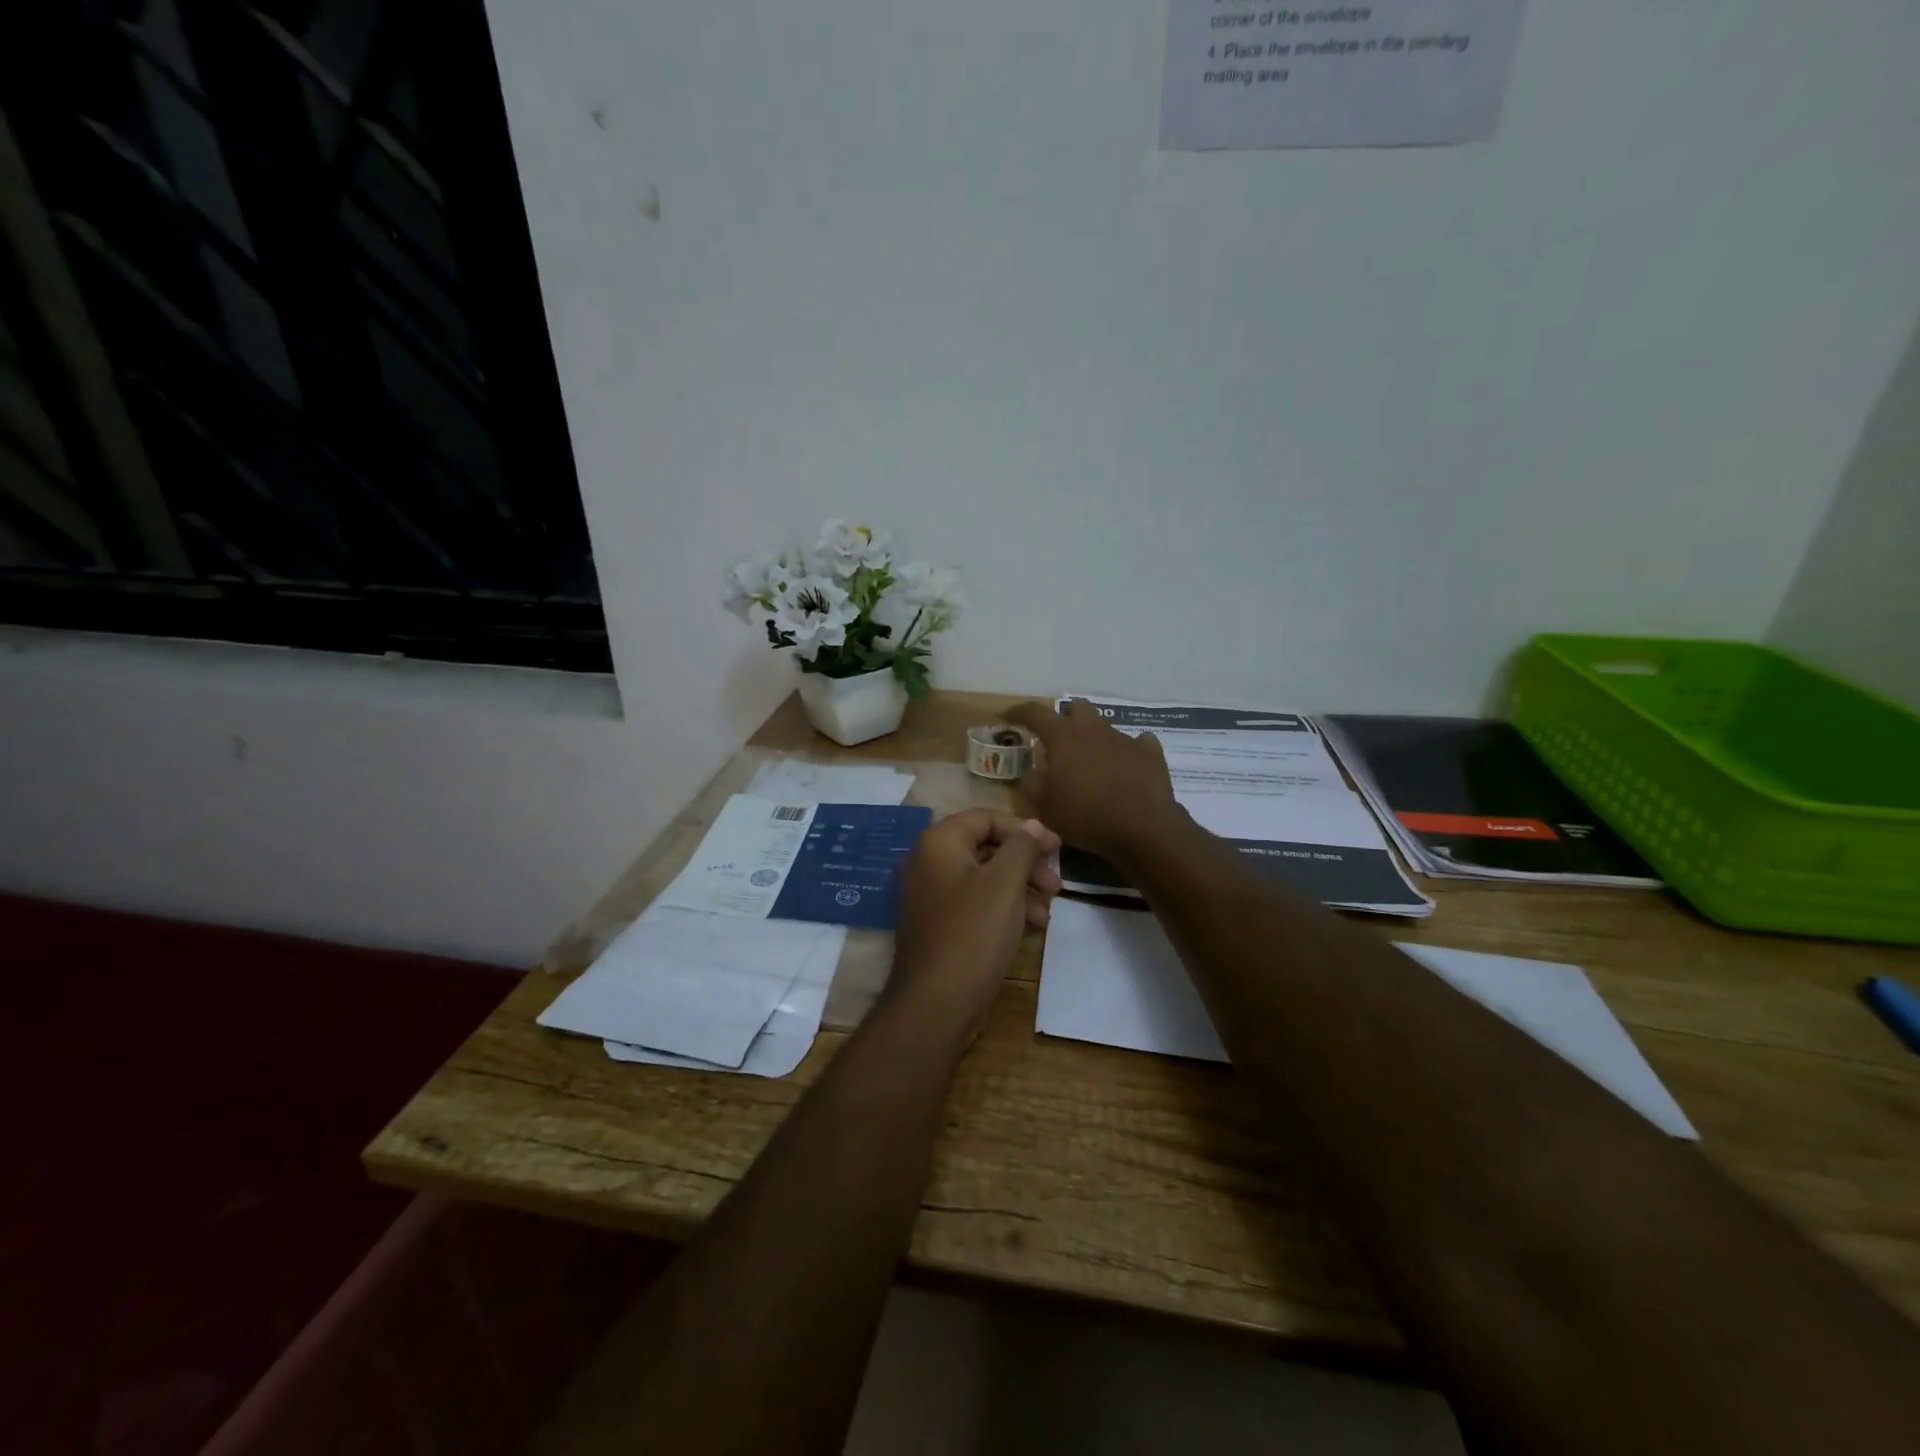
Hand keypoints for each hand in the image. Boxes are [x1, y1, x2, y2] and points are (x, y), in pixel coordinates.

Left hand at [887, 809, 1062, 1041]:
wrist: (936, 1003)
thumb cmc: (973, 933)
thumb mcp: (1005, 883)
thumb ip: (1022, 847)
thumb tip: (1032, 826)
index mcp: (939, 842)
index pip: (987, 818)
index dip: (1026, 830)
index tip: (1058, 849)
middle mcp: (928, 861)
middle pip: (987, 847)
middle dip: (1026, 863)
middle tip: (1056, 884)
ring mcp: (931, 894)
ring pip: (984, 877)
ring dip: (1020, 887)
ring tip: (1049, 910)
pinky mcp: (938, 923)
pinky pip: (975, 902)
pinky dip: (1004, 907)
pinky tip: (1032, 926)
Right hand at [1005, 699, 1183, 860]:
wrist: (1142, 828)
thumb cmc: (1085, 815)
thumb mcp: (1044, 806)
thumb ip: (1031, 783)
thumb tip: (1032, 771)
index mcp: (1063, 737)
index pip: (1035, 713)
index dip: (1018, 712)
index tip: (1007, 716)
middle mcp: (1094, 729)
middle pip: (1076, 708)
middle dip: (1065, 719)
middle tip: (1058, 742)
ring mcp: (1125, 738)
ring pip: (1105, 727)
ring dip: (1094, 739)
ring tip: (1091, 763)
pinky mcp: (1150, 754)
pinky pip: (1137, 743)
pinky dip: (1128, 752)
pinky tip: (1126, 766)